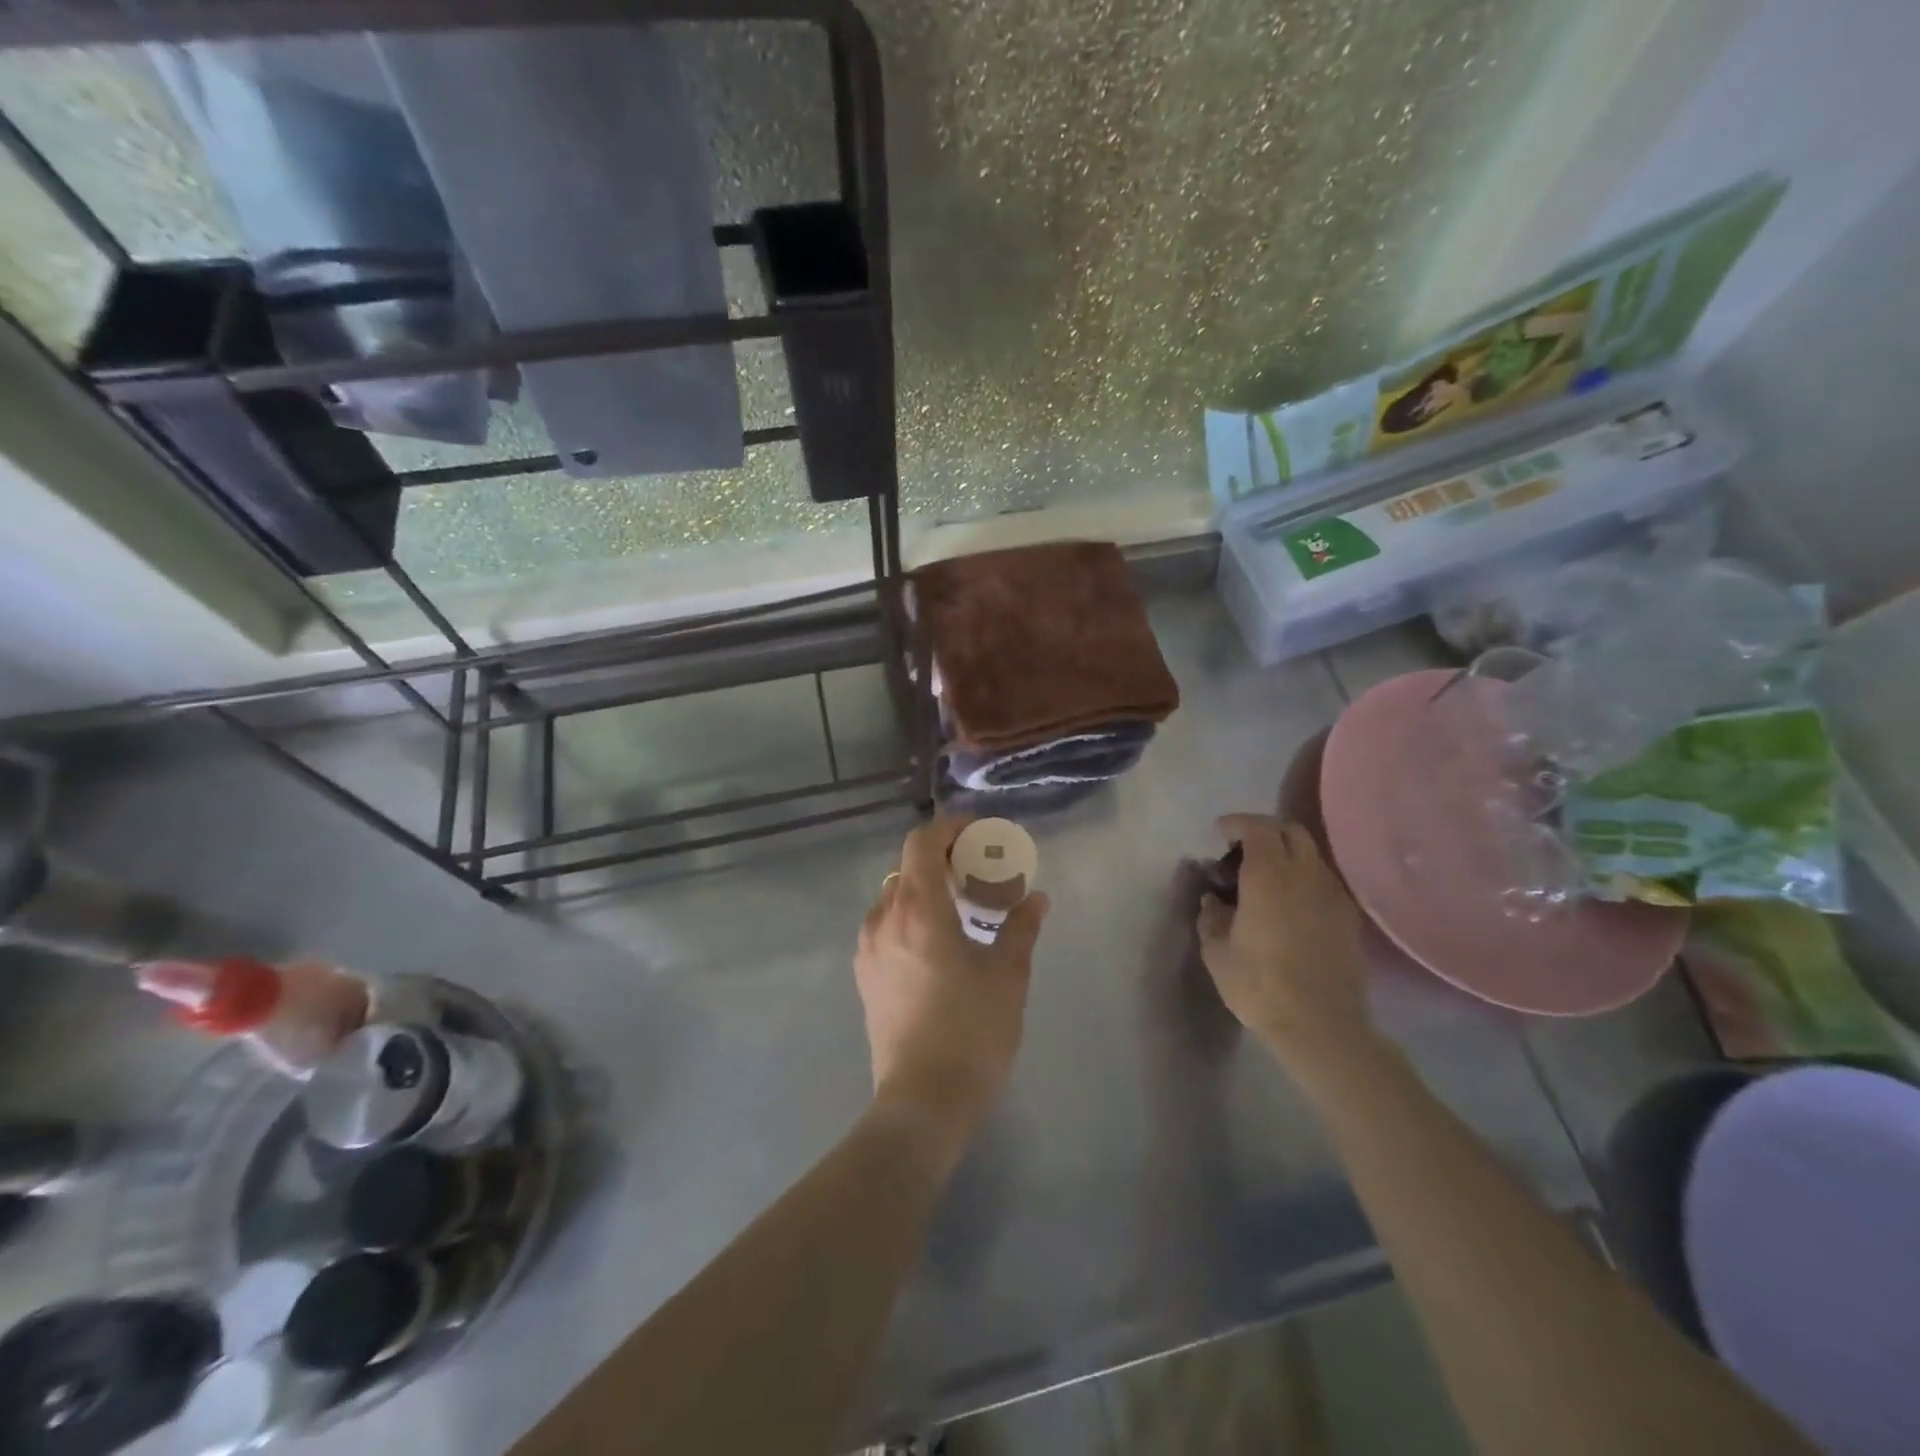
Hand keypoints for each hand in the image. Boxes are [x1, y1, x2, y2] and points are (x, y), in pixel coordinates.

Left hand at [856, 816, 1049, 1155]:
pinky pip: (886, 923)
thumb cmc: (971, 1031)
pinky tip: (938, 940)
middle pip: (907, 865)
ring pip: (895, 895)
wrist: (922, 1100)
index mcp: (919, 909)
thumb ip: (1020, 928)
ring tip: (961, 905)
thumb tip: (1036, 899)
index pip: (922, 841)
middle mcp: (885, 918)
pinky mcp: (865, 974)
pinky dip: (911, 913)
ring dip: (925, 886)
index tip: (980, 833)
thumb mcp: (1008, 976)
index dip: (950, 827)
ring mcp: (868, 947)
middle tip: (978, 869)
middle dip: (942, 856)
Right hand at [1196, 816, 1376, 1082]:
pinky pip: (1323, 881)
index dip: (1236, 823)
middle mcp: (1305, 874)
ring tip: (1265, 882)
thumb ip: (1211, 916)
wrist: (1322, 1027)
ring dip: (1286, 856)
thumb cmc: (1260, 985)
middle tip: (1242, 853)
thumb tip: (1213, 899)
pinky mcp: (1348, 918)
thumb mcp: (1217, 951)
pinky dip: (1303, 879)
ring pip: (1311, 856)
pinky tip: (1289, 907)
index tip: (1219, 834)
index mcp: (1269, 875)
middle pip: (1290, 831)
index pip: (1257, 827)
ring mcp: (1332, 895)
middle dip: (1264, 832)